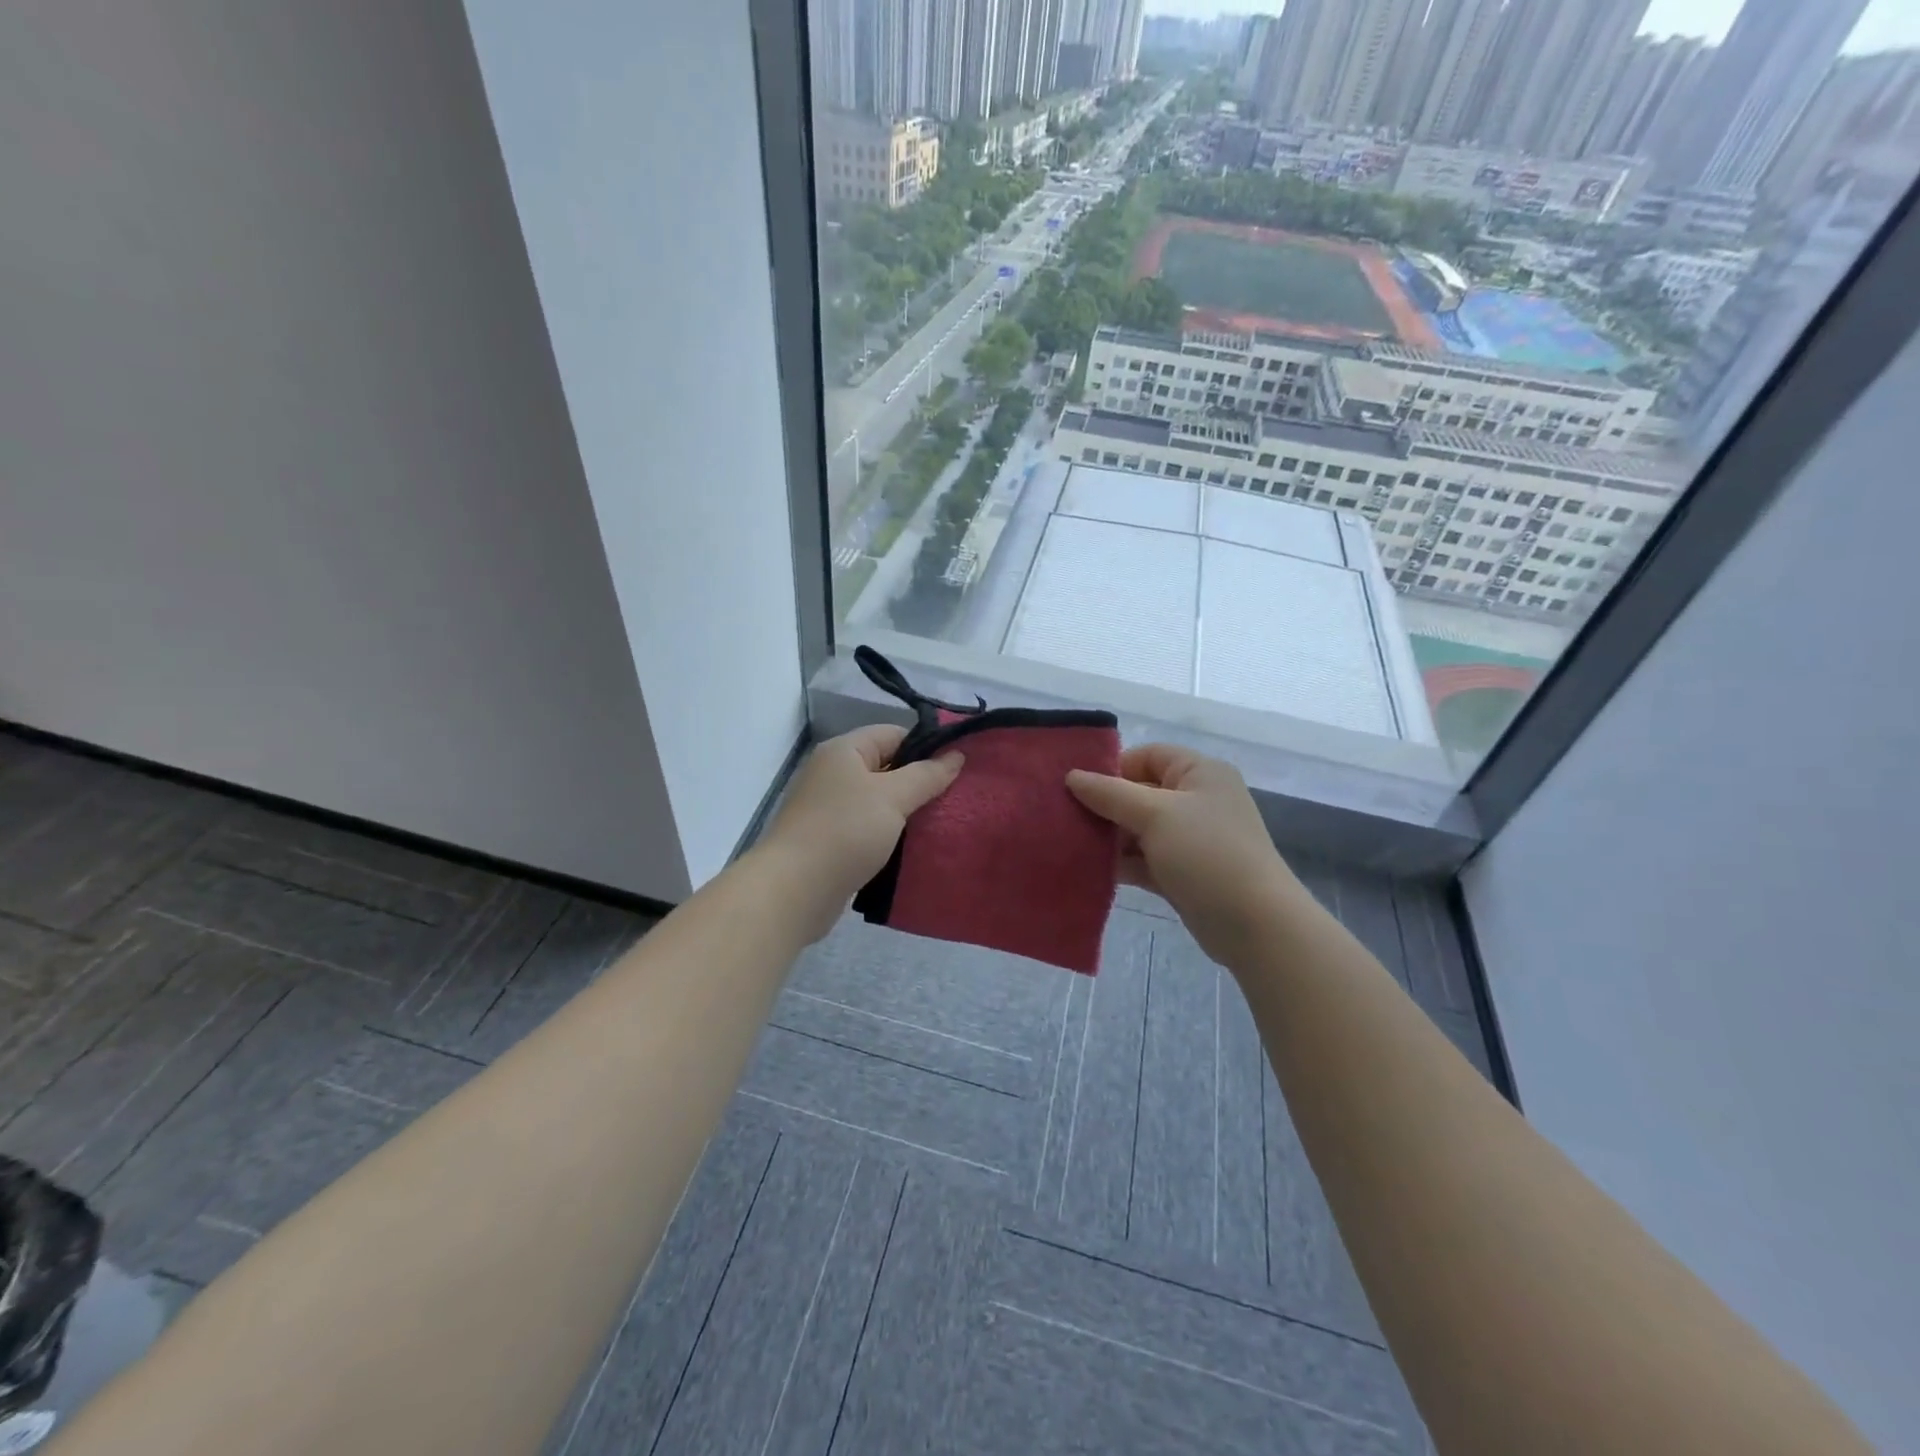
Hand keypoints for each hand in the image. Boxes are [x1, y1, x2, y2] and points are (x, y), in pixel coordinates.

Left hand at [757, 726, 963, 939]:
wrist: (794, 890)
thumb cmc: (845, 831)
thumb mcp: (893, 797)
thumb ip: (927, 775)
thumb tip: (956, 755)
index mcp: (843, 751)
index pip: (894, 734)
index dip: (926, 747)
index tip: (957, 769)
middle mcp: (832, 773)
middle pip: (886, 767)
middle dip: (919, 782)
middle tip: (955, 800)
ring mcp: (828, 808)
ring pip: (878, 801)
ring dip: (905, 813)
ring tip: (940, 825)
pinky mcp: (829, 841)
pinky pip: (867, 828)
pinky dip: (888, 835)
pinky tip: (911, 849)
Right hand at [1067, 745, 1300, 967]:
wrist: (1255, 925)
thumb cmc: (1206, 854)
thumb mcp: (1155, 814)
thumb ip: (1110, 793)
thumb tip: (1072, 776)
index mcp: (1199, 773)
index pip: (1148, 755)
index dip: (1113, 769)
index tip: (1076, 789)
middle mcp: (1197, 800)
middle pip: (1140, 792)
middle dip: (1104, 806)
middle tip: (1065, 819)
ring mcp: (1191, 839)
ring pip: (1139, 829)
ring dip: (1109, 837)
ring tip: (1070, 846)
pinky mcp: (1184, 873)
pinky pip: (1144, 859)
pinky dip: (1121, 863)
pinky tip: (1090, 871)